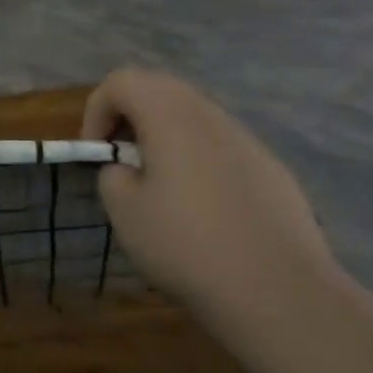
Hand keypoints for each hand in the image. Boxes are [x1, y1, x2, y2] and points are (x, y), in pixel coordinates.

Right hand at [82, 69, 335, 325]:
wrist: (277, 290)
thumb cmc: (186, 243)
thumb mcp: (124, 210)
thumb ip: (113, 174)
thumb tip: (128, 168)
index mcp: (170, 115)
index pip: (121, 81)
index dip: (96, 111)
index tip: (96, 154)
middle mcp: (210, 114)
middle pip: (160, 89)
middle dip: (129, 117)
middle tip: (120, 160)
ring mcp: (247, 140)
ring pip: (194, 117)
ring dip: (165, 137)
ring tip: (159, 186)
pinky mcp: (271, 168)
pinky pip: (222, 147)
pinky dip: (198, 159)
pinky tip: (203, 209)